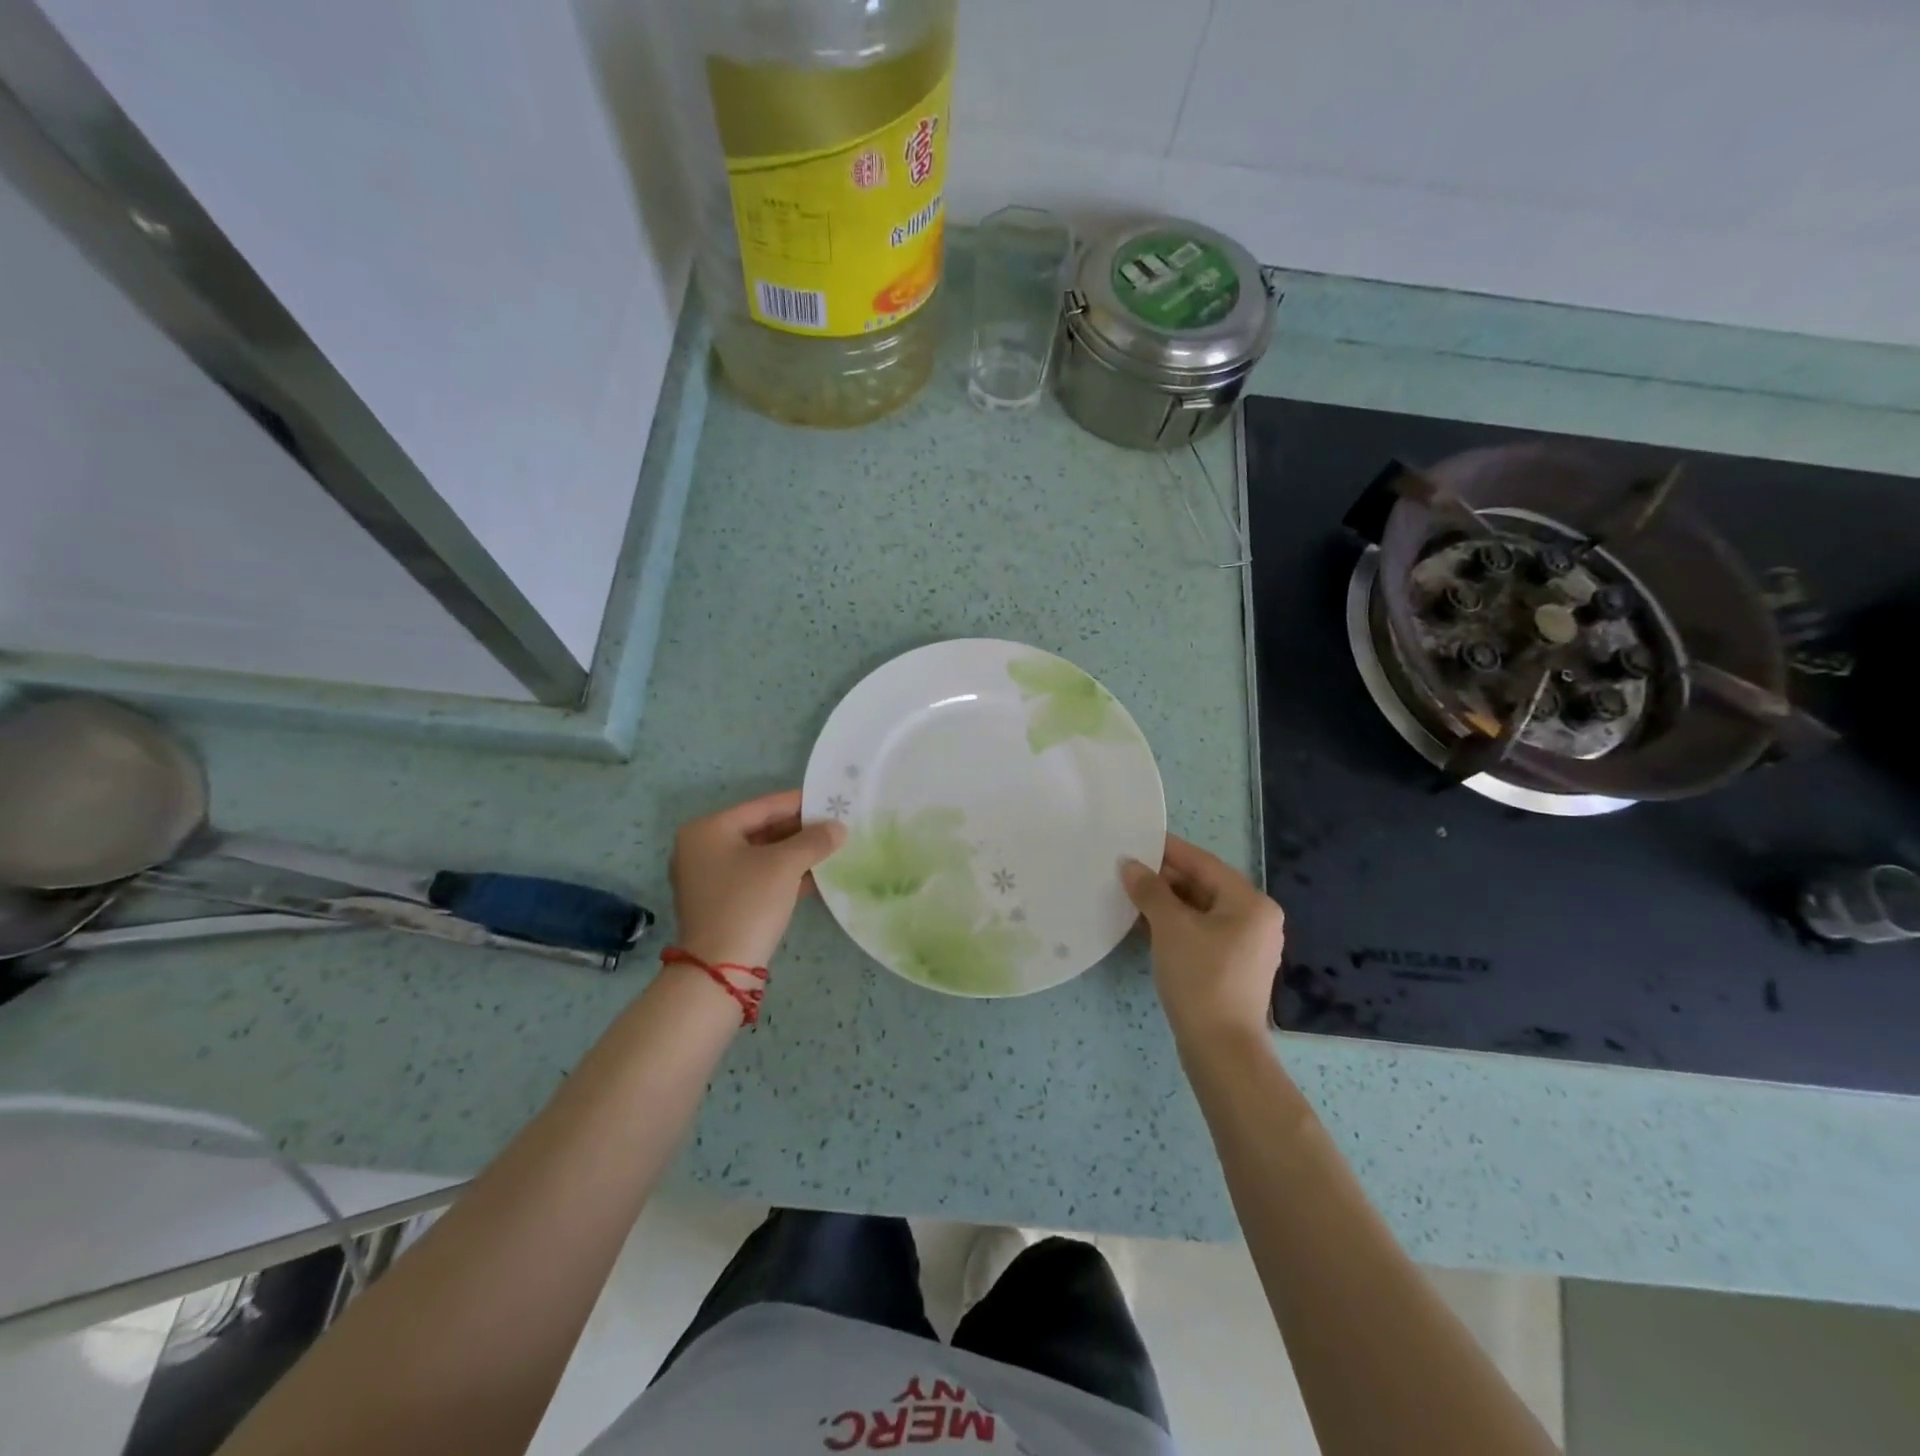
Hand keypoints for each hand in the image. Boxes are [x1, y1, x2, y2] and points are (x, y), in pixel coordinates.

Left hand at [669, 790, 845, 970]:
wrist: (720, 968)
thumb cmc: (748, 902)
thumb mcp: (785, 865)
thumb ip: (814, 840)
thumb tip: (838, 828)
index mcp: (708, 830)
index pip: (762, 806)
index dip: (799, 803)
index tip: (831, 799)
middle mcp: (702, 848)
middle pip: (760, 830)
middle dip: (799, 830)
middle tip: (835, 826)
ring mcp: (708, 878)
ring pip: (761, 856)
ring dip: (795, 853)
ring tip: (832, 848)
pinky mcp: (720, 903)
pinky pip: (756, 877)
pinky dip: (783, 875)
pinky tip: (815, 876)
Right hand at [1122, 834, 1285, 1048]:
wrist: (1220, 1048)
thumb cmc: (1200, 978)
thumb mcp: (1170, 928)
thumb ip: (1150, 890)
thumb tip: (1129, 864)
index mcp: (1250, 902)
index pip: (1203, 863)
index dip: (1168, 850)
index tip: (1136, 838)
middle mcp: (1255, 919)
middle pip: (1203, 885)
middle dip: (1164, 878)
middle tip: (1126, 868)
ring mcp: (1246, 945)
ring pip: (1200, 910)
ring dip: (1166, 901)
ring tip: (1129, 892)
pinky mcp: (1232, 967)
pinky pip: (1201, 932)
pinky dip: (1175, 924)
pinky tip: (1144, 923)